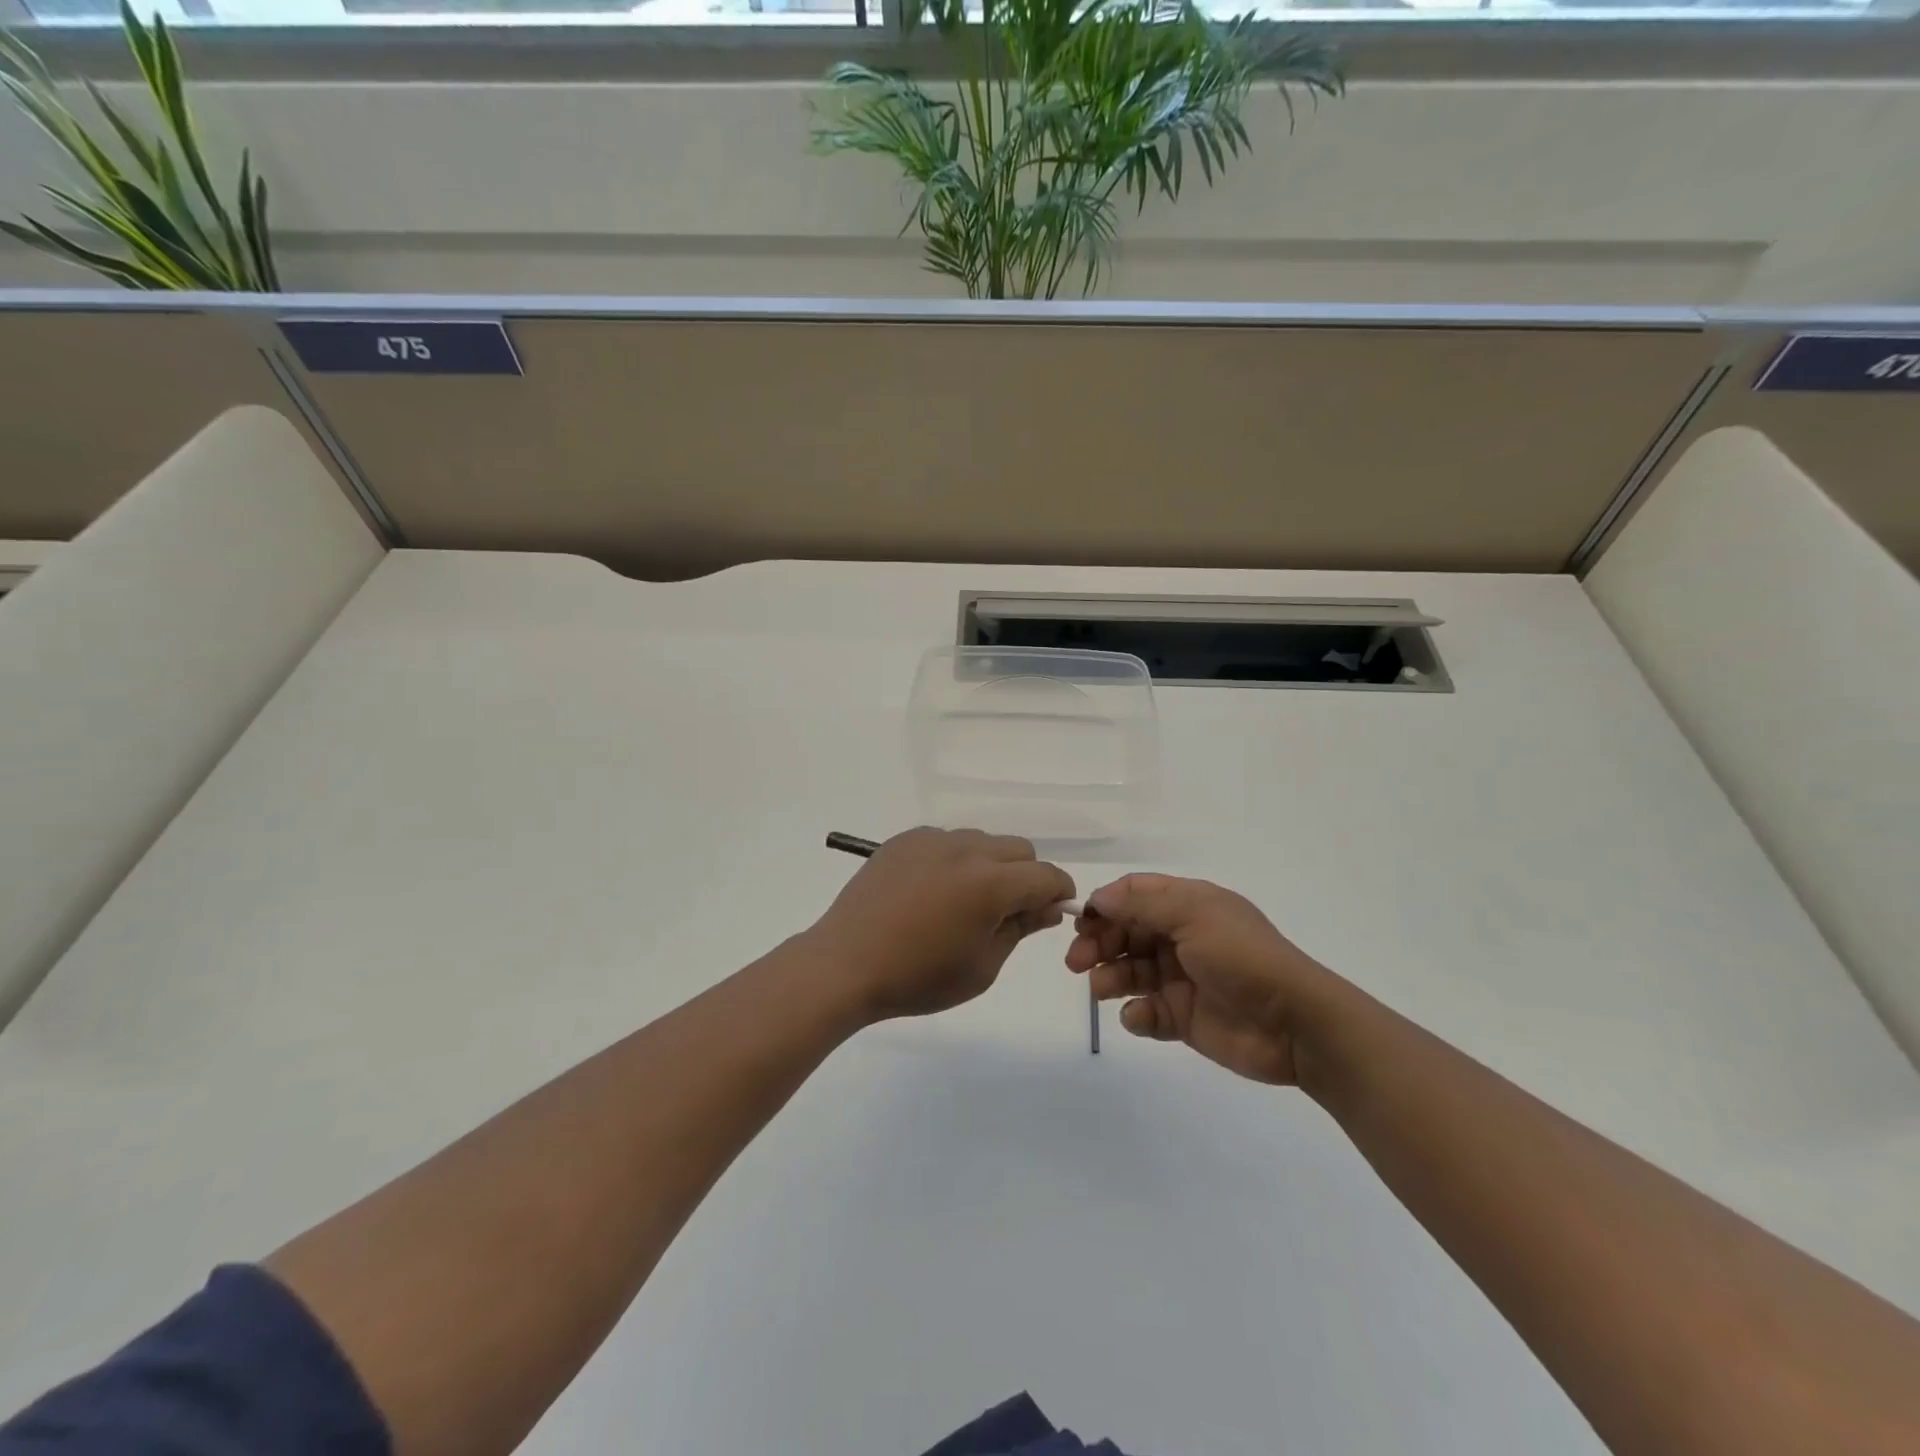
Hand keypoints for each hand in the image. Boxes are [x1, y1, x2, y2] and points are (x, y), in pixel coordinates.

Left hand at [809, 828, 1075, 1022]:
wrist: (845, 964)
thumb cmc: (918, 978)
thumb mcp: (982, 967)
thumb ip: (1020, 929)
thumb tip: (1046, 907)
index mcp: (991, 884)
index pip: (1046, 875)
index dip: (1059, 893)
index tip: (1052, 911)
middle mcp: (967, 850)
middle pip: (1019, 850)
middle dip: (1026, 877)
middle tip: (1006, 912)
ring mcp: (933, 839)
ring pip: (983, 841)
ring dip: (990, 865)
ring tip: (964, 901)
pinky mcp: (905, 839)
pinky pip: (947, 840)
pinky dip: (954, 860)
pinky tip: (931, 891)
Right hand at [1065, 874, 1340, 1085]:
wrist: (1294, 1024)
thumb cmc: (1242, 958)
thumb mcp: (1194, 915)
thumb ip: (1142, 903)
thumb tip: (1099, 897)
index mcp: (1188, 906)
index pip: (1134, 896)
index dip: (1105, 905)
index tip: (1080, 921)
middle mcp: (1181, 938)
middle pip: (1125, 933)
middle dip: (1098, 944)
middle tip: (1076, 962)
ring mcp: (1181, 979)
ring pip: (1130, 972)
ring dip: (1109, 977)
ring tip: (1102, 989)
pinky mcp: (1183, 1017)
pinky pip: (1146, 1011)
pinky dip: (1136, 1013)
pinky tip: (1140, 1016)